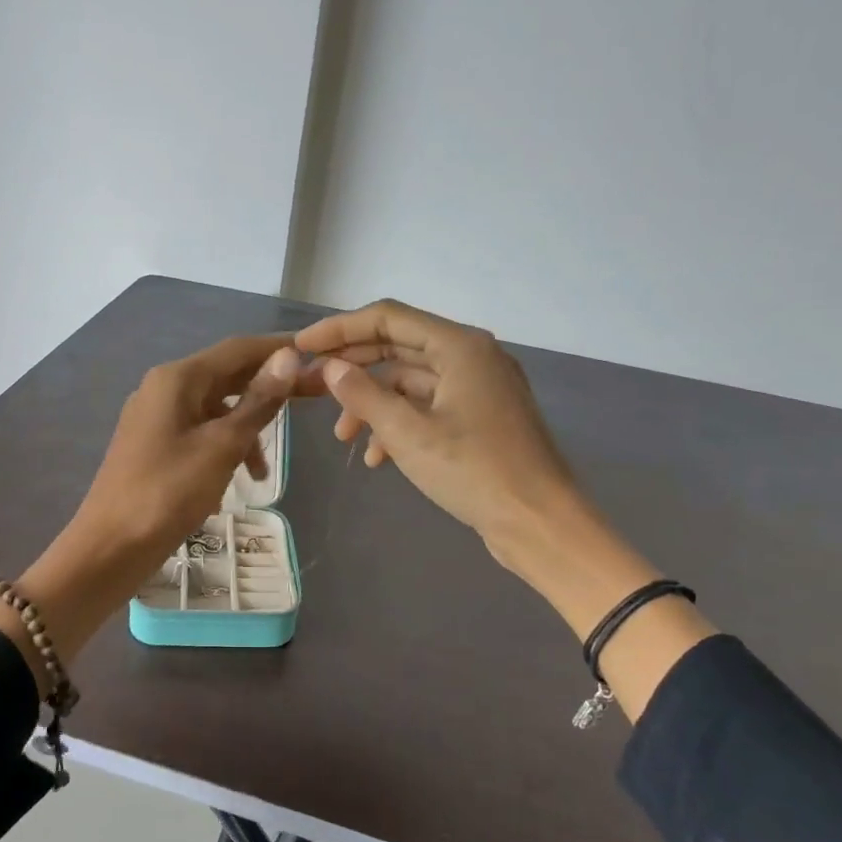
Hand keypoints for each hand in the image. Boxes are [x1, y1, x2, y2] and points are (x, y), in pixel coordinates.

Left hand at [75, 336, 299, 568]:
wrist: (110, 547)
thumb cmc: (168, 492)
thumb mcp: (221, 446)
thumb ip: (258, 402)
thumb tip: (289, 357)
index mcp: (177, 379)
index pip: (238, 349)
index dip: (279, 348)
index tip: (319, 354)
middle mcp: (164, 389)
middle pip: (227, 376)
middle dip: (269, 389)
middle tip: (315, 397)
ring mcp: (156, 418)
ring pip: (215, 409)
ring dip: (246, 429)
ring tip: (264, 470)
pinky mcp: (154, 446)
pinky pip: (199, 434)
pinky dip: (223, 449)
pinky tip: (234, 482)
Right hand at [296, 298, 714, 715]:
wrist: (539, 523)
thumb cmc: (474, 471)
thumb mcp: (408, 433)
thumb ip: (363, 394)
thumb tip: (329, 368)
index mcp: (459, 346)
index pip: (388, 318)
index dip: (340, 328)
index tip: (302, 346)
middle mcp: (471, 356)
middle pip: (398, 346)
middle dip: (354, 368)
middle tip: (312, 385)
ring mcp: (478, 388)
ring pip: (410, 382)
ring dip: (373, 404)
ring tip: (343, 437)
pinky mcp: (479, 418)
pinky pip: (428, 408)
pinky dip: (399, 425)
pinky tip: (377, 459)